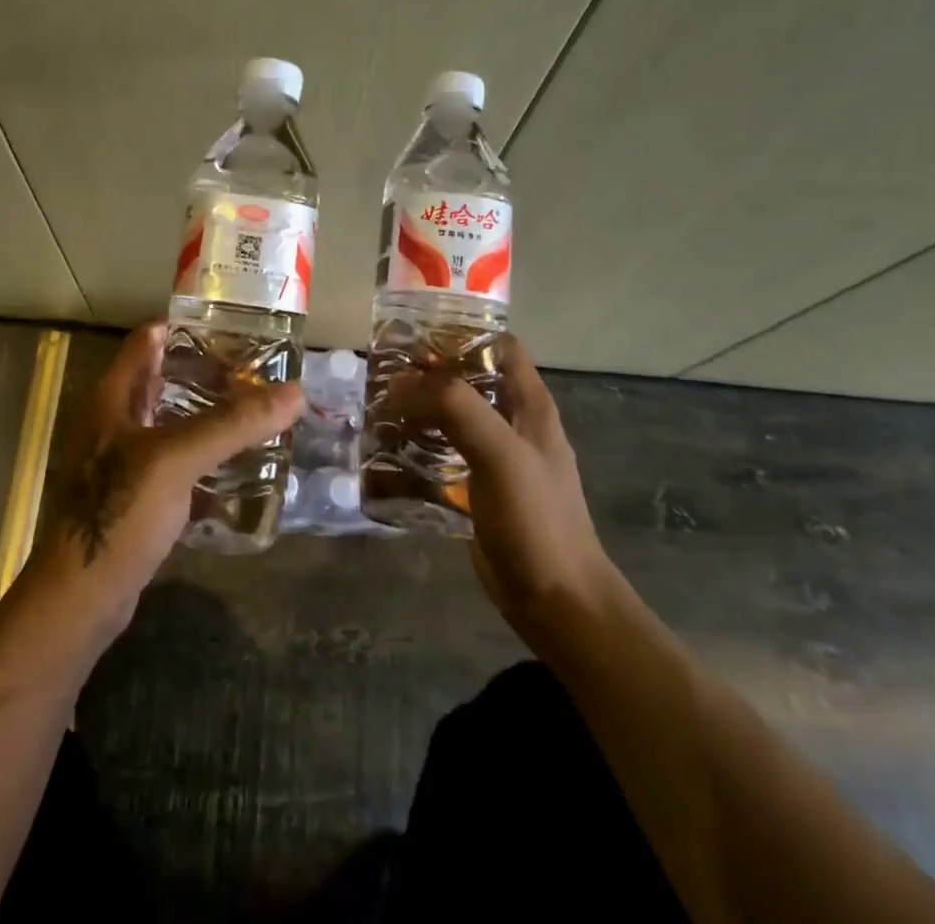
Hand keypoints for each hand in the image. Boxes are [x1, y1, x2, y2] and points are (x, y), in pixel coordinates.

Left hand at [32, 321, 301, 631]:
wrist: (81, 599)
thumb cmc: (119, 513)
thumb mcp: (176, 459)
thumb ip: (232, 423)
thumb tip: (295, 392)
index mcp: (113, 396)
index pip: (150, 338)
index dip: (190, 326)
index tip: (238, 327)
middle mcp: (116, 419)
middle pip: (166, 377)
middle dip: (211, 371)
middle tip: (262, 370)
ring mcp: (125, 458)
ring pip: (174, 419)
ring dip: (211, 412)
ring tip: (261, 409)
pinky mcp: (138, 493)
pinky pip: (178, 458)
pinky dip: (206, 451)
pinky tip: (241, 459)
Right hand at [397, 336, 611, 633]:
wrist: (556, 600)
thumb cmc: (536, 519)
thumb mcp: (500, 452)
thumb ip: (457, 407)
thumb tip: (403, 383)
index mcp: (529, 404)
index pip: (498, 345)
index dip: (461, 334)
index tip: (415, 335)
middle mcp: (513, 422)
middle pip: (468, 378)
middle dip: (428, 371)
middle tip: (383, 371)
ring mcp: (495, 456)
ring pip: (452, 415)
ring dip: (418, 408)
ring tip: (378, 405)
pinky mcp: (477, 486)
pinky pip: (443, 452)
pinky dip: (418, 444)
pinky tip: (389, 449)